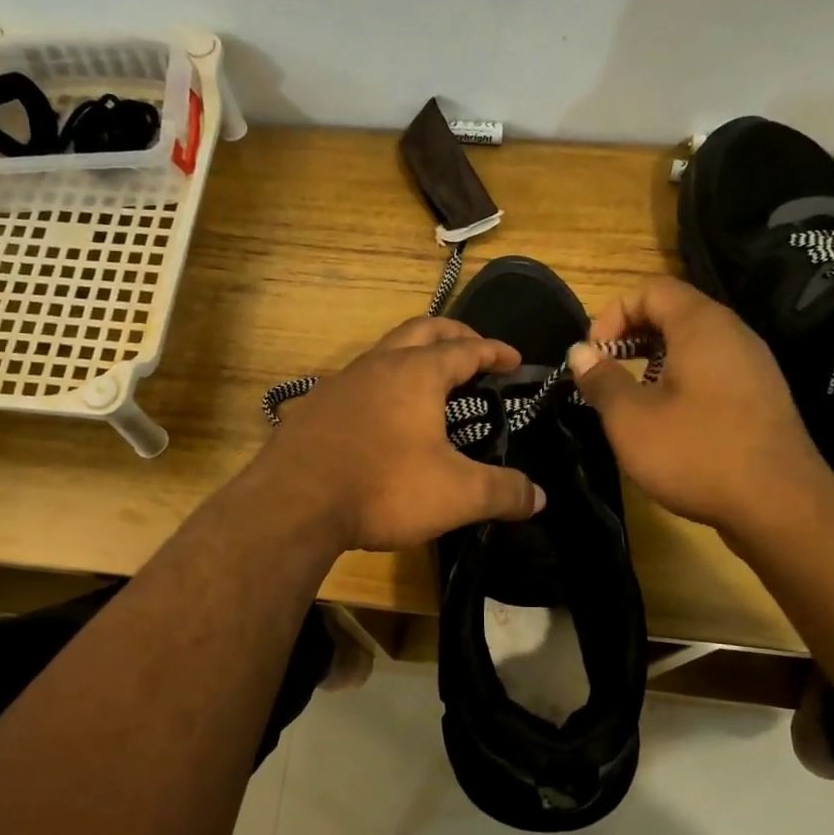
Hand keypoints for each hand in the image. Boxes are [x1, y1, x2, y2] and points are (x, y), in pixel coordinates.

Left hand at [257, 317, 545, 552]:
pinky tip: (380, 417)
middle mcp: (378, 365)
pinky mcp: (314, 407)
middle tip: (474, 351)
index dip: (495, 351)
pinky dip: (380, 386)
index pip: (466, 348)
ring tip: (429, 383)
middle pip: (421, 330)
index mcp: (417, 373)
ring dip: (412, 356)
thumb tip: (539, 498)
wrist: (294, 504)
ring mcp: (340, 383)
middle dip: (453, 334)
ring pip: (384, 352)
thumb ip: (503, 492)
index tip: (514, 360)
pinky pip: (356, 383)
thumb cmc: (384, 488)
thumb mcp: (457, 495)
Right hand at [567, 277, 833, 536]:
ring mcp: (753, 366)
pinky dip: (681, 383)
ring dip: (653, 363)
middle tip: (605, 376)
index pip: (652, 290)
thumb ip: (601, 380)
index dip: (613, 314)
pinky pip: (712, 372)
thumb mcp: (631, 419)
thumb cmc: (697, 453)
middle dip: (630, 338)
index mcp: (702, 326)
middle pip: (674, 313)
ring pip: (693, 346)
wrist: (779, 505)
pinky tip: (668, 423)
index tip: (592, 355)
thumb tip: (580, 352)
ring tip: (631, 402)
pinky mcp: (760, 398)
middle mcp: (733, 334)